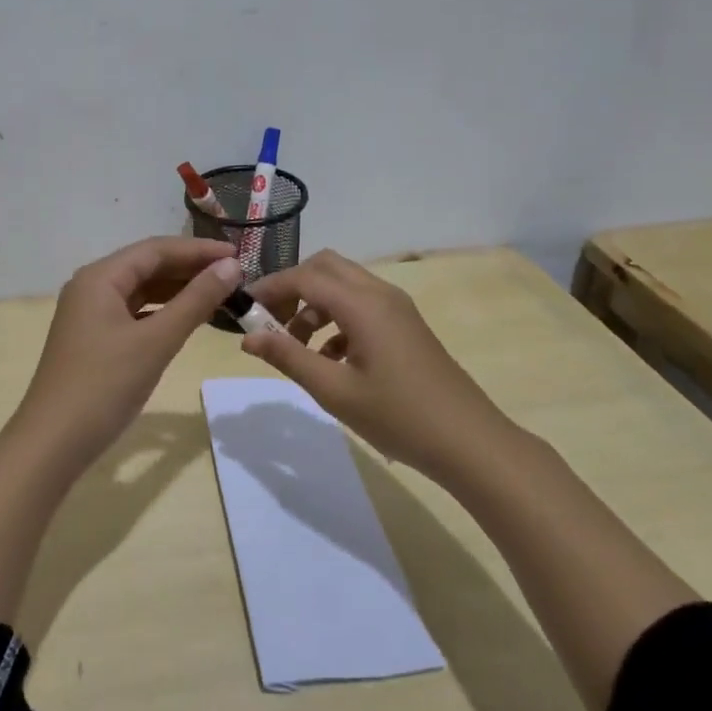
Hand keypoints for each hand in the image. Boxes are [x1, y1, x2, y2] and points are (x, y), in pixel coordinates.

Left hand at [13, 236, 243, 470]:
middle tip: (234, 276)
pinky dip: (162, 313)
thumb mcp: (156, 341)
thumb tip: (230, 266)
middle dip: (189, 269)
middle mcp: (91, 287)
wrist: (54, 442)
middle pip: (147, 266)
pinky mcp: (93, 339)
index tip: (239, 255)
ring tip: (218, 295)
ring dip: (177, 291)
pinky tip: (186, 320)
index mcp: (100, 277)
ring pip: (141, 291)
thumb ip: (195, 301)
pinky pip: (133, 313)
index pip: (155, 249)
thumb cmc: (105, 385)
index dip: (198, 250)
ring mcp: (89, 314)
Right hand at [241, 250, 514, 480]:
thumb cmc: (398, 416)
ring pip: (343, 286)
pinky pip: (360, 306)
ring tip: (295, 348)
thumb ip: (288, 358)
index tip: (243, 311)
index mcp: (363, 304)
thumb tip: (248, 338)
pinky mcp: (404, 325)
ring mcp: (396, 308)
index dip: (269, 288)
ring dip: (313, 306)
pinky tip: (329, 359)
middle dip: (292, 288)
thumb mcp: (334, 390)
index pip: (304, 276)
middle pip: (325, 268)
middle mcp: (380, 294)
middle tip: (270, 323)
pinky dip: (335, 320)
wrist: (468, 441)